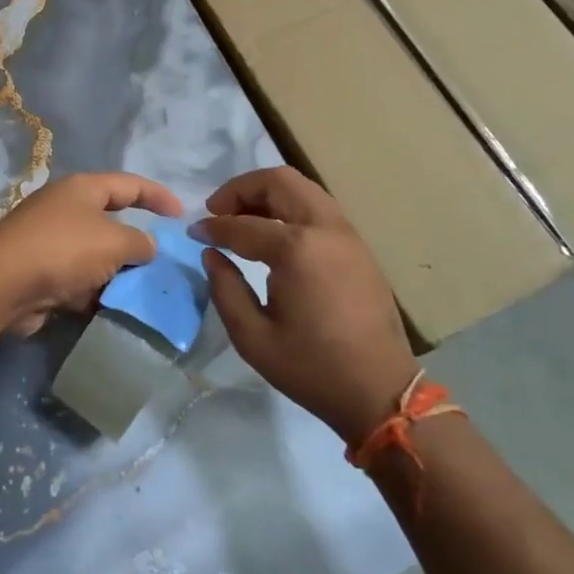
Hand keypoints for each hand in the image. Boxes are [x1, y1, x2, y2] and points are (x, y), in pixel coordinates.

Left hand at [0, 173, 183, 335]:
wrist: (3, 284)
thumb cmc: (64, 249)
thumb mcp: (114, 242)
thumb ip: (140, 242)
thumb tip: (147, 246)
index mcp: (83, 189)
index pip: (129, 184)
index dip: (158, 196)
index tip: (182, 214)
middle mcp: (65, 209)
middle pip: (111, 222)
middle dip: (137, 243)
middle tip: (164, 264)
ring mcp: (51, 241)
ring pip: (96, 256)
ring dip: (117, 274)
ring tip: (145, 293)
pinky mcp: (41, 273)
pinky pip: (79, 281)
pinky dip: (95, 293)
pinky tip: (114, 309)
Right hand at [193, 167, 416, 445]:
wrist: (380, 391)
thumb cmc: (312, 368)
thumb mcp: (252, 337)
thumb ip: (224, 287)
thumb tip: (212, 253)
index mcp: (297, 249)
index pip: (243, 224)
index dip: (212, 226)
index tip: (193, 233)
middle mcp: (325, 229)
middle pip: (278, 181)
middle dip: (241, 189)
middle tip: (218, 211)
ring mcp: (347, 234)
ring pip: (302, 187)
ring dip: (267, 193)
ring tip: (242, 218)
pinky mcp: (358, 246)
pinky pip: (318, 207)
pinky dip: (289, 206)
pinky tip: (273, 233)